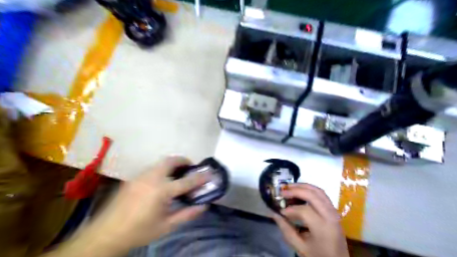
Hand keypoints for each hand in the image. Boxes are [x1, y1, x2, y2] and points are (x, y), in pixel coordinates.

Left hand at [87, 157, 208, 252]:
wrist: (106, 233)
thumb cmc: (140, 231)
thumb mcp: (167, 226)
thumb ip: (187, 214)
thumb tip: (204, 205)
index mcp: (162, 191)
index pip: (187, 181)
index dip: (201, 177)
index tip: (210, 173)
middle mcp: (152, 178)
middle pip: (171, 161)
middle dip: (184, 161)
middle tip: (190, 168)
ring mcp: (141, 176)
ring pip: (161, 162)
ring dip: (172, 164)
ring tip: (178, 174)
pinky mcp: (133, 178)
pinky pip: (152, 168)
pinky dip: (162, 169)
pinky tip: (161, 181)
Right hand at [271, 183, 350, 256]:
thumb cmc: (319, 256)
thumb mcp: (300, 247)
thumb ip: (286, 230)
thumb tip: (274, 214)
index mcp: (323, 227)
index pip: (304, 211)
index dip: (290, 209)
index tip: (280, 212)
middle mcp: (330, 215)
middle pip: (312, 195)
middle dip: (295, 190)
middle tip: (282, 191)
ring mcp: (334, 211)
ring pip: (318, 190)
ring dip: (303, 186)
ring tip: (289, 187)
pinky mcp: (333, 210)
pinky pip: (322, 194)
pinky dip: (310, 189)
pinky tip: (300, 190)